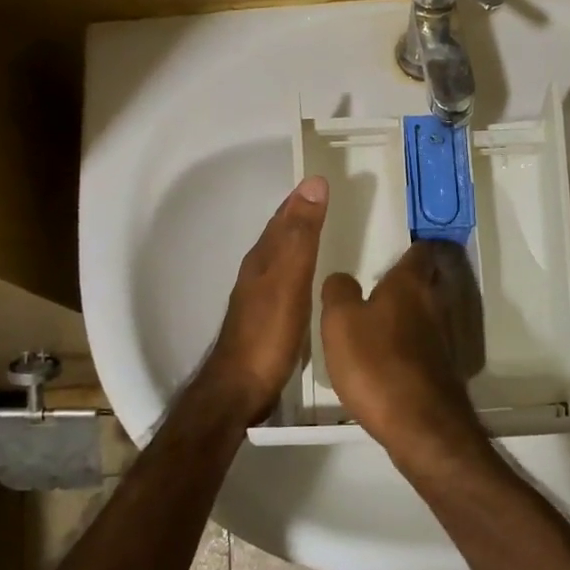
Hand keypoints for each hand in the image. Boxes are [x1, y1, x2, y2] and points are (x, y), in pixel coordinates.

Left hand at [199, 176, 328, 424]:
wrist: (240, 389)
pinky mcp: (268, 320)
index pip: (284, 217)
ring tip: (325, 236)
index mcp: (263, 258)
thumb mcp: (290, 278)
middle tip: (328, 203)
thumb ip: (302, 235)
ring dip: (300, 242)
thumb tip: (313, 184)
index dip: (301, 199)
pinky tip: (312, 282)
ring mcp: (260, 297)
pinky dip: (301, 270)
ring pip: (282, 258)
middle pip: (280, 235)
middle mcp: (258, 272)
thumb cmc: (268, 332)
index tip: (323, 181)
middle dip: (300, 216)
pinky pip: (288, 282)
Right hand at [319, 240, 488, 468]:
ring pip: (430, 311)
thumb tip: (343, 278)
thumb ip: (338, 291)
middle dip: (410, 278)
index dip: (410, 244)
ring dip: (411, 311)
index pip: (420, 249)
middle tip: (381, 282)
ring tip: (380, 318)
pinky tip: (391, 355)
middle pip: (428, 279)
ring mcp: (445, 337)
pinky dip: (413, 342)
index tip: (394, 244)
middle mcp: (435, 303)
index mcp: (410, 283)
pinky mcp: (444, 367)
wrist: (420, 424)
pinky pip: (427, 342)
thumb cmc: (376, 363)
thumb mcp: (340, 322)